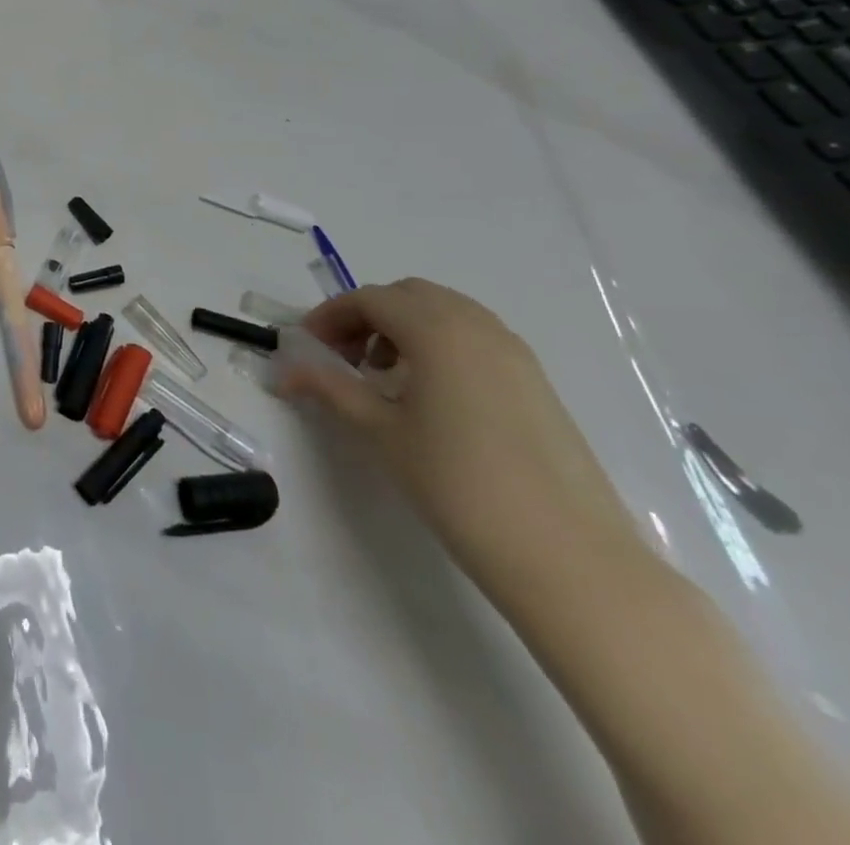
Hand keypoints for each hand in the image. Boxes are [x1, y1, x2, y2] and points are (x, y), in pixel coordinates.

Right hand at [274, 278, 643, 597]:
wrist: (565, 555)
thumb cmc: (456, 483)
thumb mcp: (380, 431)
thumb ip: (330, 388)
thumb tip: (284, 370)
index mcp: (436, 330)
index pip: (369, 299)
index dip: (330, 316)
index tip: (305, 346)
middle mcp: (477, 326)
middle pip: (408, 296)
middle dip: (367, 315)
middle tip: (341, 356)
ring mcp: (514, 352)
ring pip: (445, 313)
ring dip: (404, 327)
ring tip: (383, 376)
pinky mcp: (536, 381)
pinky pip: (475, 338)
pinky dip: (440, 345)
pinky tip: (429, 395)